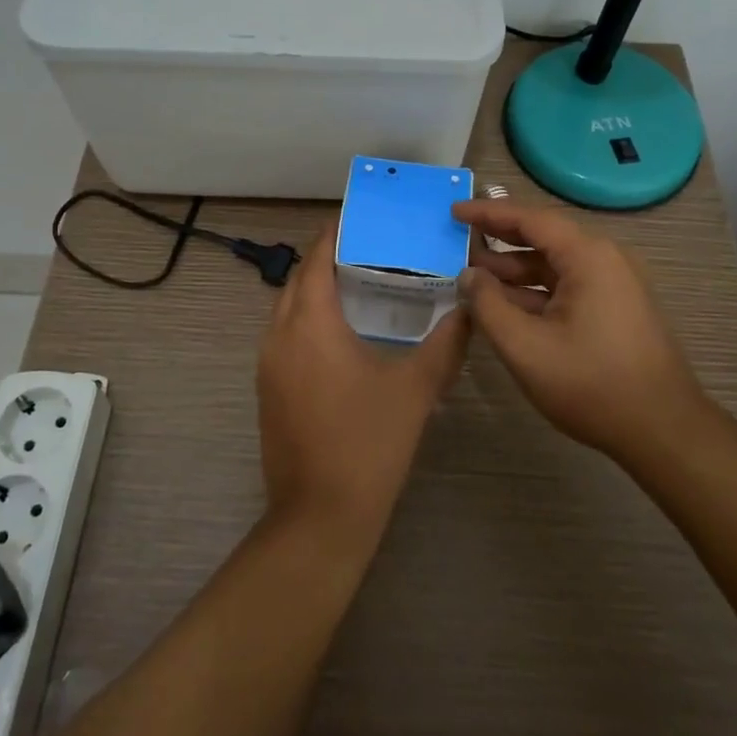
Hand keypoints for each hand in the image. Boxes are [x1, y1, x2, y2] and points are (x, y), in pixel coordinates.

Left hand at [256, 225, 469, 546]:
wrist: (320, 516)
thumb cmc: (369, 443)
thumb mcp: (416, 389)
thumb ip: (446, 343)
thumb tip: (468, 309)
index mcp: (310, 323)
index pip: (316, 259)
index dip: (335, 234)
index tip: (362, 219)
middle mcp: (280, 334)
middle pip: (299, 280)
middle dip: (327, 259)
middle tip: (371, 250)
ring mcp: (268, 364)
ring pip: (288, 308)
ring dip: (316, 290)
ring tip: (360, 284)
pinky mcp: (268, 389)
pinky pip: (285, 335)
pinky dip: (308, 320)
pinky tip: (343, 334)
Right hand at [452, 199, 710, 469]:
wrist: (664, 432)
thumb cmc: (592, 385)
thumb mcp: (526, 347)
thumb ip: (488, 306)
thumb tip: (468, 275)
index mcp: (588, 256)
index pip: (529, 218)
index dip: (488, 212)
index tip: (454, 210)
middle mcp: (605, 260)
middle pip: (543, 237)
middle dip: (499, 239)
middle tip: (458, 240)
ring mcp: (614, 285)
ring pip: (555, 265)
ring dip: (514, 270)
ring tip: (473, 277)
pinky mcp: (616, 309)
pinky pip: (568, 286)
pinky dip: (535, 290)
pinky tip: (506, 306)